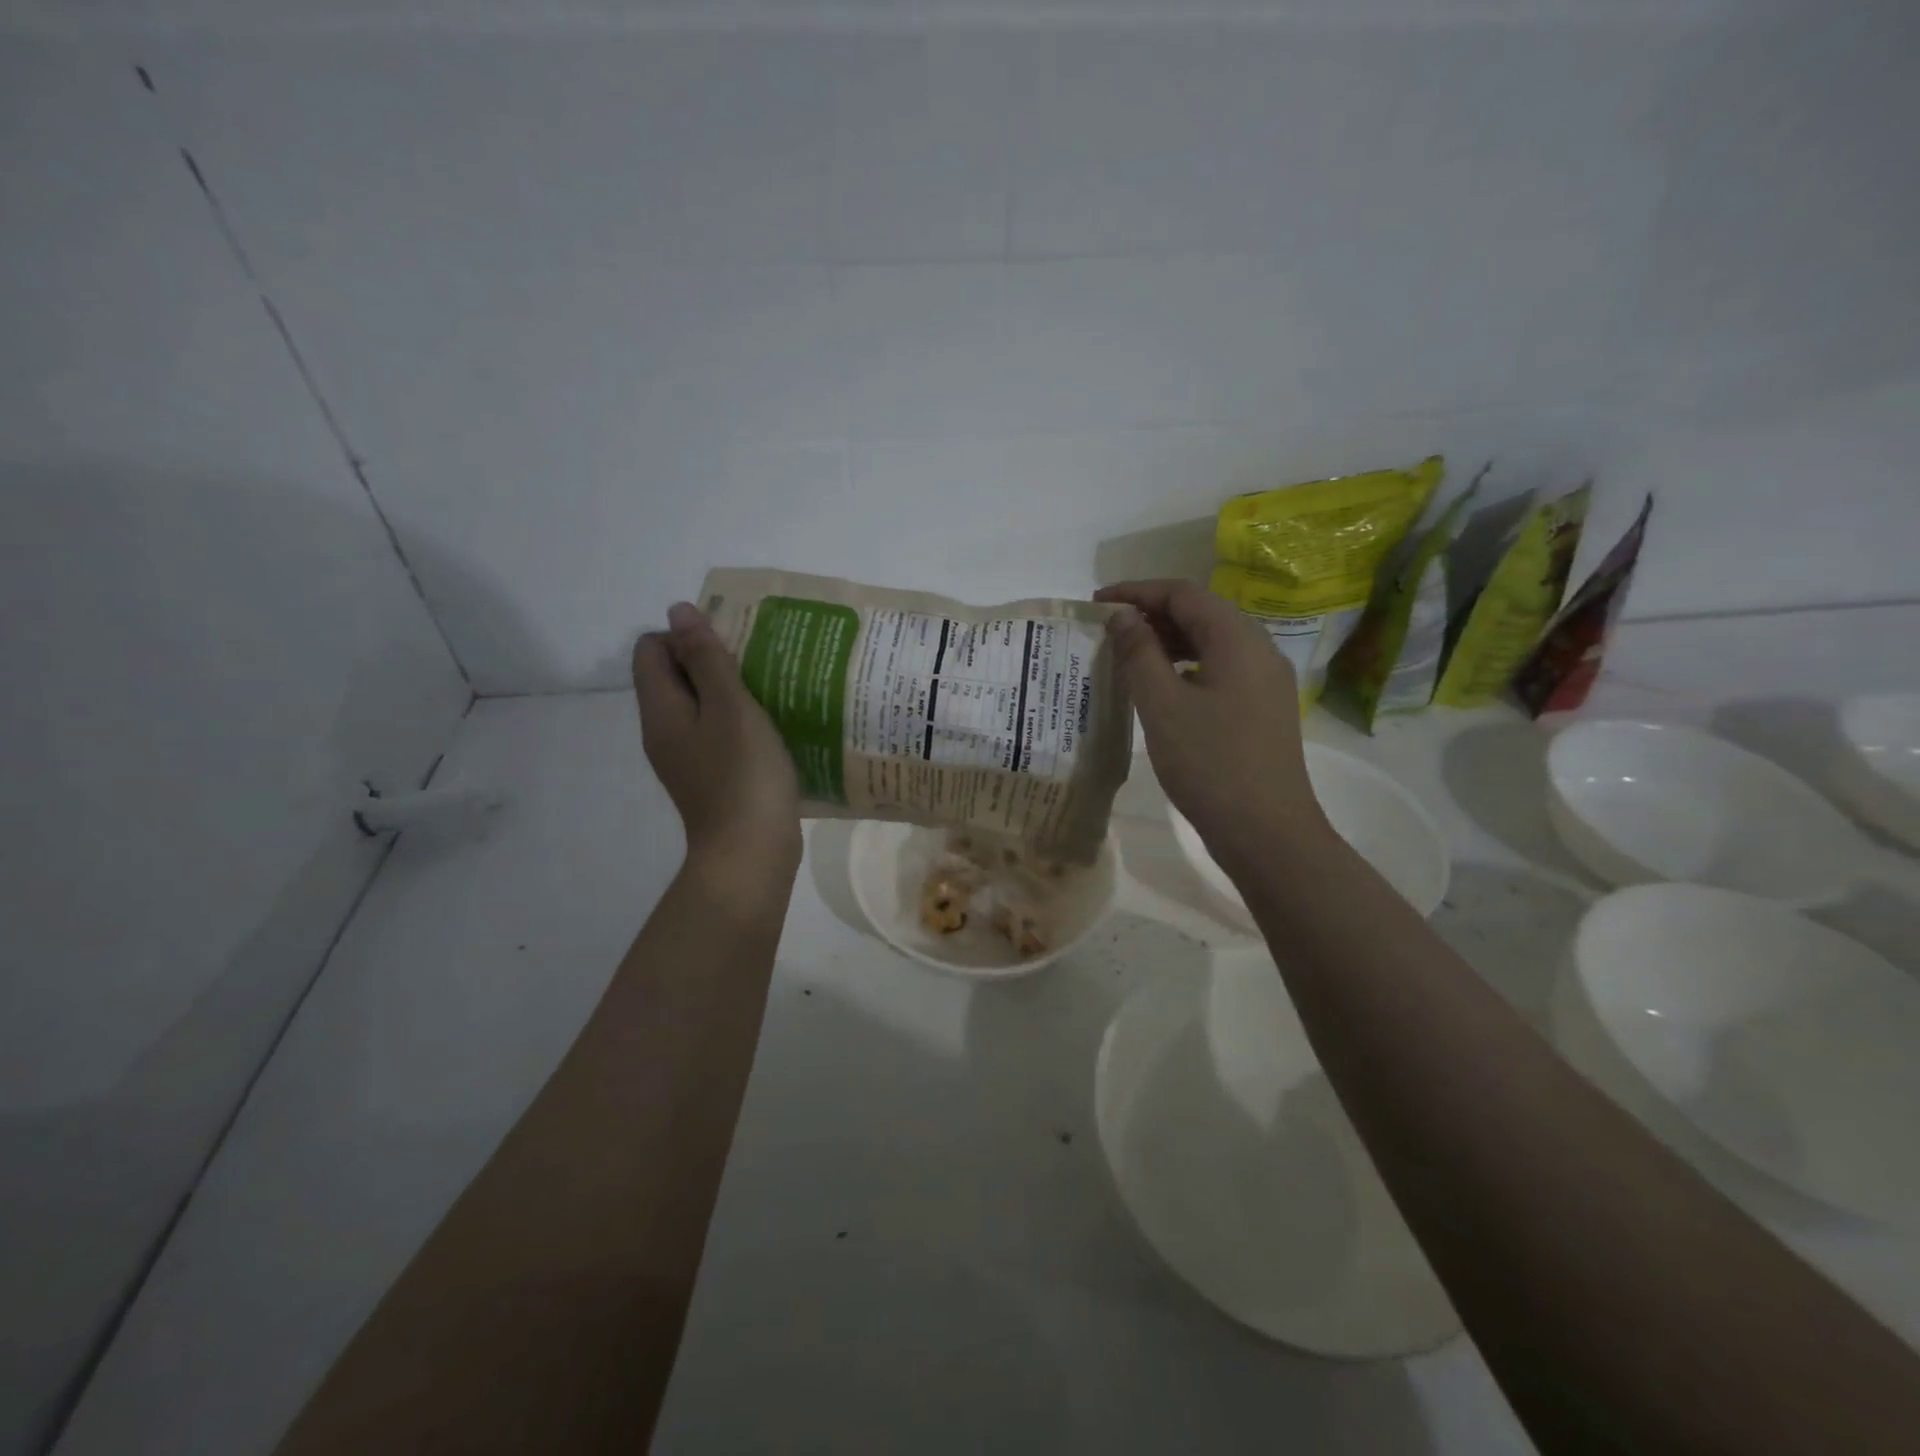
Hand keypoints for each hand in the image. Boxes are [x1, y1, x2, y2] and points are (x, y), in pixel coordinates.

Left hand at [633, 603, 801, 900]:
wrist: (750, 853)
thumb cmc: (743, 775)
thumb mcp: (731, 707)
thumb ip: (707, 659)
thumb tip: (679, 610)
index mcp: (661, 710)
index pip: (650, 650)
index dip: (684, 637)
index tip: (729, 648)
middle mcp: (663, 732)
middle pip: (672, 677)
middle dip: (709, 662)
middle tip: (754, 665)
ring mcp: (685, 759)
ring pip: (696, 707)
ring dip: (727, 692)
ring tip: (767, 691)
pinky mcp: (708, 778)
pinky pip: (713, 734)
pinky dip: (735, 722)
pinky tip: (769, 728)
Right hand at [1094, 580, 1331, 873]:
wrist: (1267, 831)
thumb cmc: (1210, 764)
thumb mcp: (1162, 706)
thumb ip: (1139, 654)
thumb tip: (1123, 617)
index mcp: (1238, 639)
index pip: (1183, 594)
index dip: (1137, 591)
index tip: (1097, 603)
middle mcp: (1259, 649)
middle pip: (1202, 613)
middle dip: (1152, 613)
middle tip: (1109, 630)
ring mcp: (1266, 681)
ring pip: (1212, 642)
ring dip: (1169, 641)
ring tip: (1128, 655)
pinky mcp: (1263, 708)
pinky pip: (1221, 669)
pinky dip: (1187, 666)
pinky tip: (1162, 687)